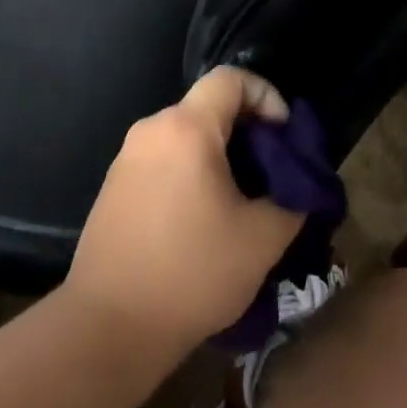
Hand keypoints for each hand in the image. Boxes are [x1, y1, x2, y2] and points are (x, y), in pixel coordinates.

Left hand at [66, 68, 304, 356]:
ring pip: (186, 134)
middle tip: (270, 173)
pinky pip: (163, 158)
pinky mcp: (114, 186)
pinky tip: (201, 218)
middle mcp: (152, 129)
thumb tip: (298, 184)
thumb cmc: (192, 274)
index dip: (266, 96)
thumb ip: (292, 199)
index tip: (282, 137)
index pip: (231, 79)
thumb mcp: (262, 240)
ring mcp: (127, 157)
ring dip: (218, 154)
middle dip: (246, 130)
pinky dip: (190, 171)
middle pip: (208, 106)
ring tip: (240, 199)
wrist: (108, 328)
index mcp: (187, 128)